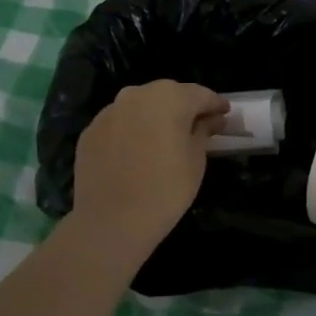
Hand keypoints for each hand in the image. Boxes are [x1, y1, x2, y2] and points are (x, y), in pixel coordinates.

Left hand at [69, 81, 228, 258]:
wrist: (111, 221)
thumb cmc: (166, 189)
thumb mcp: (196, 160)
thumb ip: (204, 131)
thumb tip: (212, 119)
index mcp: (169, 98)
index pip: (200, 94)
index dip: (215, 104)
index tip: (225, 113)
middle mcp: (136, 95)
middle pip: (167, 95)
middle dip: (183, 107)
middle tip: (197, 125)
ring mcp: (109, 111)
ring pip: (140, 107)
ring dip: (155, 117)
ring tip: (165, 139)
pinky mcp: (90, 131)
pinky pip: (119, 124)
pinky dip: (131, 131)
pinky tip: (137, 152)